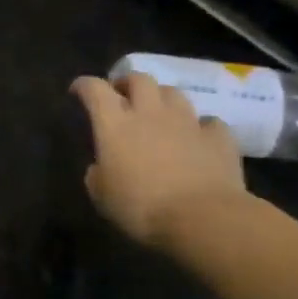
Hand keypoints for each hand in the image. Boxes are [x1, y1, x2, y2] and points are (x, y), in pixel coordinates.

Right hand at [71, 73, 250, 246]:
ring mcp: (187, 123)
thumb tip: (100, 168)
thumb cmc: (141, 207)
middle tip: (122, 96)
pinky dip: (201, 126)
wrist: (204, 219)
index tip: (78, 90)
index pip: (95, 89)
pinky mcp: (219, 139)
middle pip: (139, 79)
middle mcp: (150, 114)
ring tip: (159, 113)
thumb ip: (97, 174)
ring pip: (174, 93)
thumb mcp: (101, 196)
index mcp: (114, 124)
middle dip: (127, 83)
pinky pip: (209, 122)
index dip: (84, 85)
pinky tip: (198, 137)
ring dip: (162, 98)